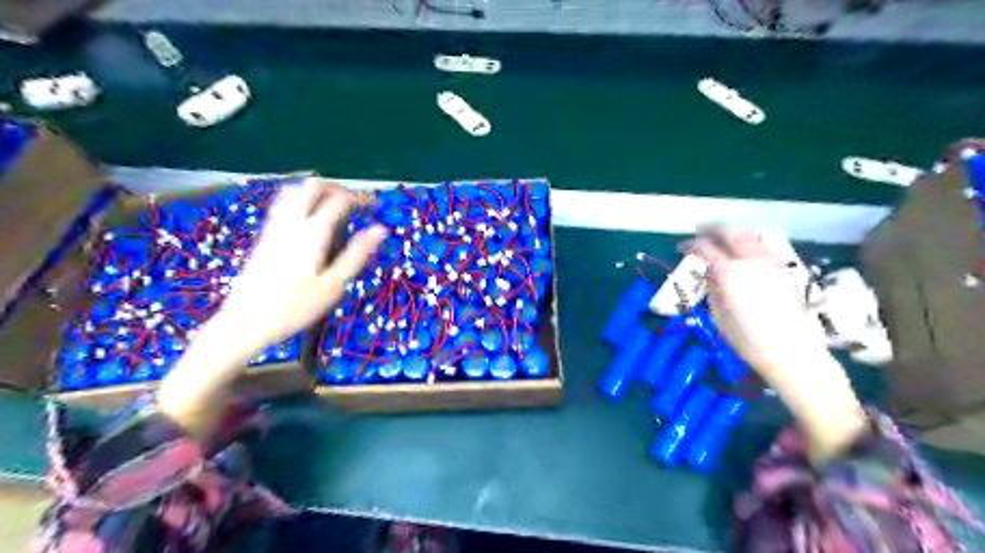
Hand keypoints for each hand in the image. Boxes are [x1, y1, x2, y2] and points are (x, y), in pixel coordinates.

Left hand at [157, 179, 383, 438]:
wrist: (245, 321)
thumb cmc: (295, 307)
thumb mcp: (334, 285)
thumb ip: (357, 254)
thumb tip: (381, 229)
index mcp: (312, 233)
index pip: (338, 200)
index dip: (359, 197)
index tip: (374, 204)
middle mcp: (291, 222)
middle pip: (313, 186)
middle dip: (337, 187)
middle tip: (354, 202)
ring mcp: (274, 227)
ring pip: (294, 190)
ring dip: (317, 190)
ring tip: (334, 205)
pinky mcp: (264, 235)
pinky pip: (282, 203)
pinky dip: (300, 198)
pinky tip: (309, 216)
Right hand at [688, 226, 829, 377]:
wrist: (793, 353)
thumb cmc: (748, 340)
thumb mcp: (719, 315)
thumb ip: (713, 288)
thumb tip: (711, 274)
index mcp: (730, 272)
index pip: (705, 248)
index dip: (691, 245)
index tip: (681, 248)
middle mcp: (751, 260)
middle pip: (729, 233)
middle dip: (712, 231)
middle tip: (699, 234)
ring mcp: (770, 263)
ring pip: (748, 236)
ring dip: (731, 234)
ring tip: (719, 240)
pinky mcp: (783, 270)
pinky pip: (761, 248)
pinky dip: (748, 244)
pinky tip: (742, 252)